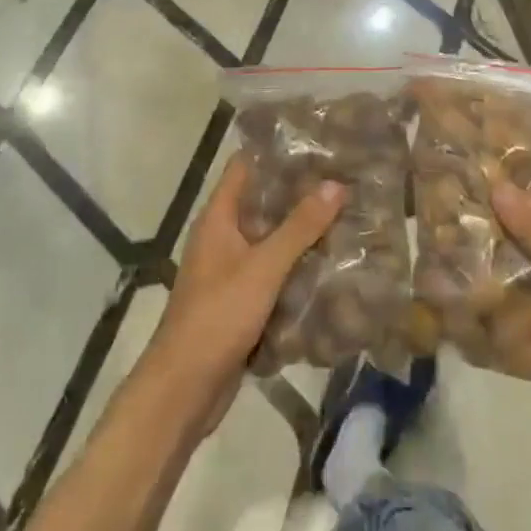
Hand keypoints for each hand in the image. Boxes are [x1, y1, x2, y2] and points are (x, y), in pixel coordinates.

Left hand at [144, 154, 342, 436]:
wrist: (184, 389)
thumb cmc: (218, 315)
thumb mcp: (263, 267)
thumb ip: (299, 227)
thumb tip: (335, 184)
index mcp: (218, 218)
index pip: (245, 166)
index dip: (276, 150)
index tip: (316, 142)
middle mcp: (222, 237)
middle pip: (263, 202)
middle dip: (300, 193)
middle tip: (344, 178)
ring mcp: (230, 270)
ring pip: (271, 239)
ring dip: (302, 232)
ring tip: (346, 215)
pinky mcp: (241, 300)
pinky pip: (273, 273)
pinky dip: (297, 266)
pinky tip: (331, 264)